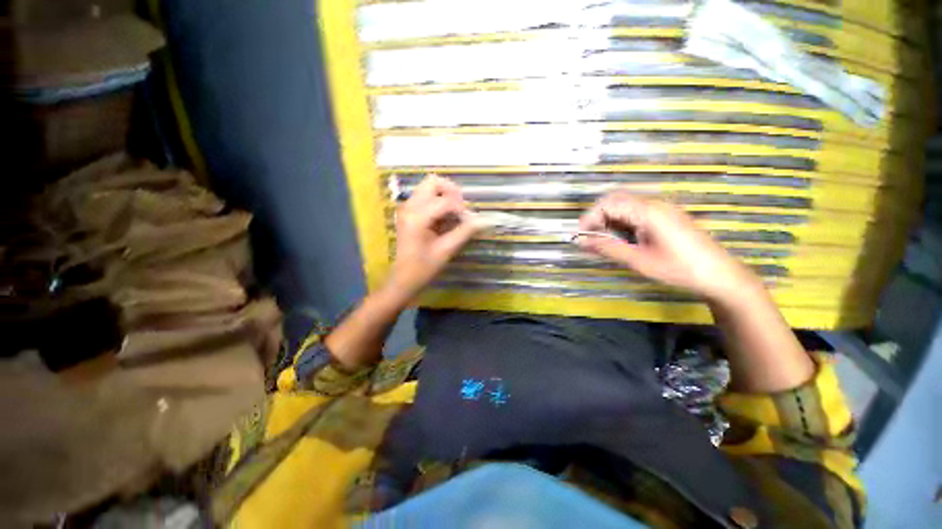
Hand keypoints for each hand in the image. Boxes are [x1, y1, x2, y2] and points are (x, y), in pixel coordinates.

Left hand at [385, 174, 479, 300]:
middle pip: (433, 182)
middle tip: (461, 210)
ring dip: (444, 196)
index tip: (469, 222)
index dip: (461, 208)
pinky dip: (438, 202)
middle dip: (451, 192)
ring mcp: (406, 208)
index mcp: (417, 217)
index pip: (445, 201)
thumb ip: (465, 231)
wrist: (403, 278)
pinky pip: (425, 196)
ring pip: (428, 187)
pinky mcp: (407, 212)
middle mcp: (409, 207)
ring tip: (453, 214)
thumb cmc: (424, 267)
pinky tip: (443, 219)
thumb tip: (484, 220)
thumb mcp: (446, 250)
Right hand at [577, 191, 760, 301]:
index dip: (590, 218)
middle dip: (598, 217)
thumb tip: (581, 242)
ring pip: (625, 206)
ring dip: (609, 220)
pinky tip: (623, 239)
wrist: (720, 276)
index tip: (581, 237)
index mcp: (648, 211)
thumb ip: (608, 248)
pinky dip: (622, 223)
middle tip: (591, 238)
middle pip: (616, 200)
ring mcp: (662, 209)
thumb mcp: (638, 261)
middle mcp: (654, 204)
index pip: (608, 203)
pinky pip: (636, 213)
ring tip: (604, 241)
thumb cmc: (679, 269)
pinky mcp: (666, 217)